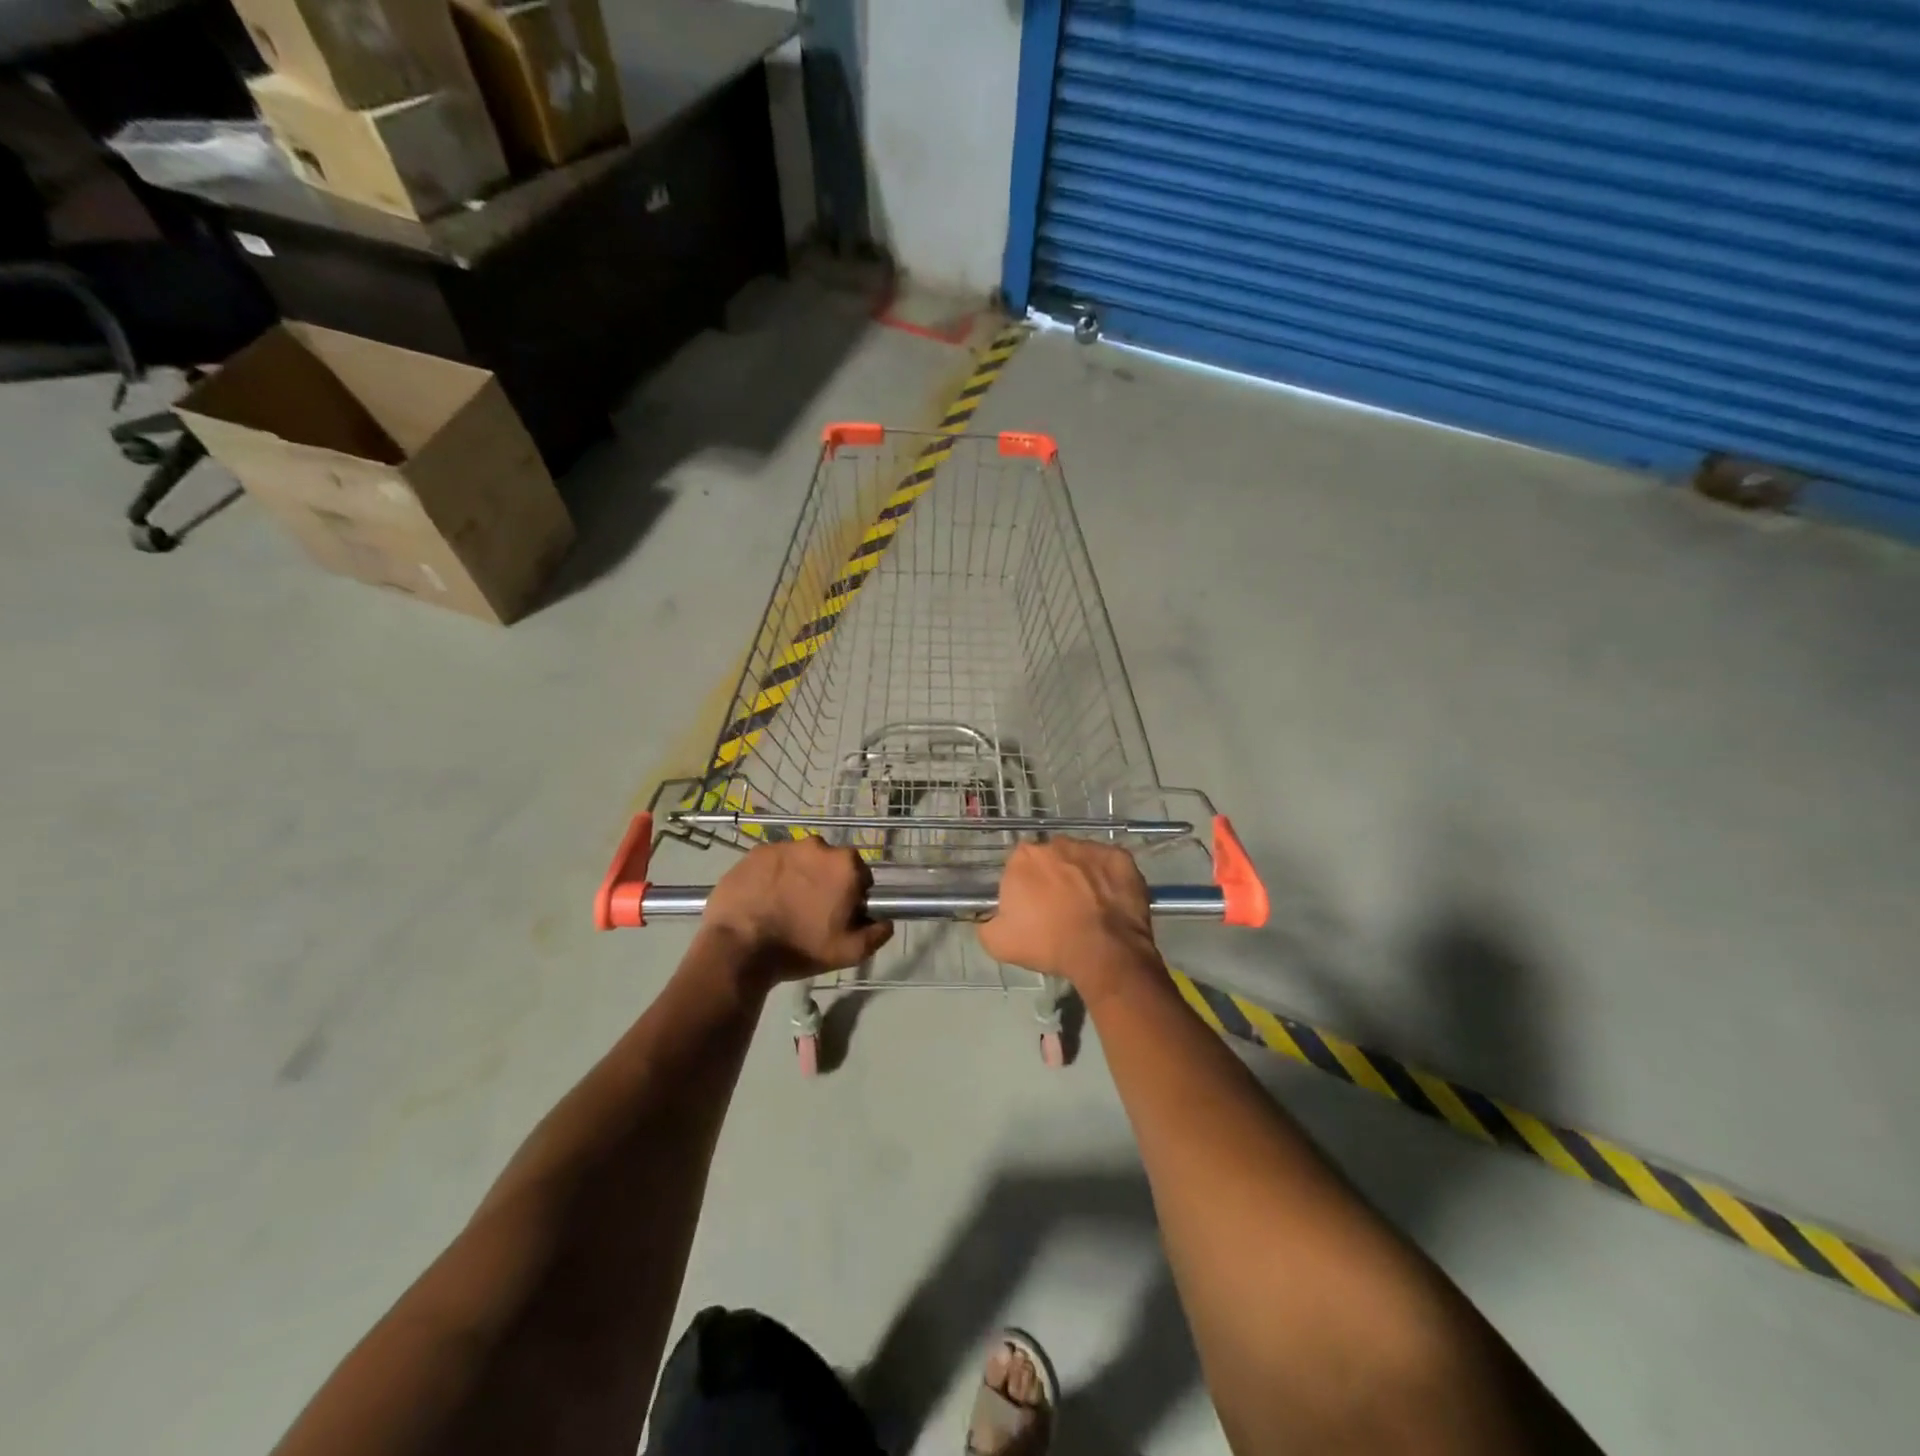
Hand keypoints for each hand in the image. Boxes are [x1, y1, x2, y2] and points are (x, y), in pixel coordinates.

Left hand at [702, 838, 892, 980]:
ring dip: (797, 877)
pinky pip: (772, 863)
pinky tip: (762, 900)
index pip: (860, 875)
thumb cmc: (800, 947)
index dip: (851, 896)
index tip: (838, 915)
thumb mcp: (850, 952)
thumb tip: (886, 920)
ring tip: (782, 907)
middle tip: (810, 912)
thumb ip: (877, 933)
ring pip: (800, 861)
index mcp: (845, 864)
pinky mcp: (755, 852)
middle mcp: (817, 845)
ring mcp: (783, 846)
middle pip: (829, 864)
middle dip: (824, 882)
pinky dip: (771, 877)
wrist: (739, 947)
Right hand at [978, 839, 1160, 1004]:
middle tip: (1059, 908)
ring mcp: (1091, 848)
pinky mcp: (1120, 857)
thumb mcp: (998, 943)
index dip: (1025, 888)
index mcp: (1023, 858)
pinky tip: (1109, 902)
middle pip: (1050, 859)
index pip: (1018, 867)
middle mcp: (1056, 844)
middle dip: (1052, 878)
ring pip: (1080, 859)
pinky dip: (1109, 878)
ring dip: (1080, 875)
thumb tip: (989, 917)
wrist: (1104, 952)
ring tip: (1088, 907)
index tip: (1031, 909)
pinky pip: (1109, 865)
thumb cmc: (1048, 944)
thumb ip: (986, 923)